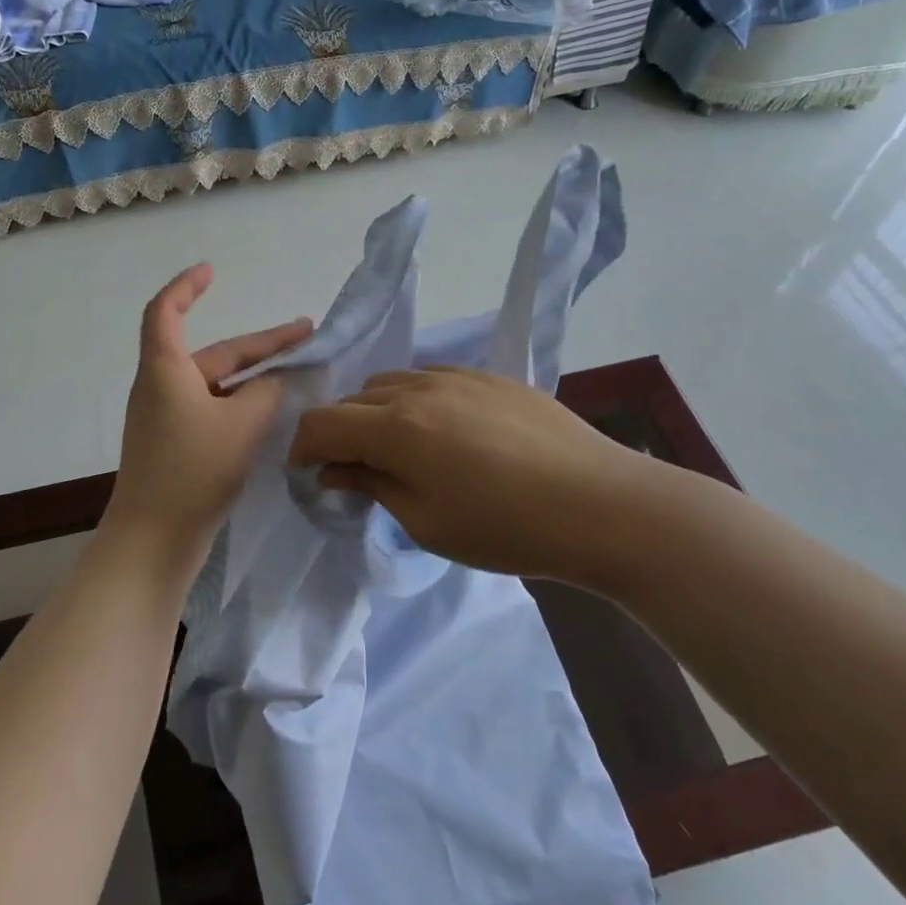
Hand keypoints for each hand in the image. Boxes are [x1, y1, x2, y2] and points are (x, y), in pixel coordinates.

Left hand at [106, 264, 311, 564]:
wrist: (154, 540)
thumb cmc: (192, 470)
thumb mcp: (242, 424)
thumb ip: (267, 393)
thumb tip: (275, 382)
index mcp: (166, 370)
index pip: (166, 311)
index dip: (187, 287)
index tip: (212, 272)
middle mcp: (162, 388)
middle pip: (213, 353)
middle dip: (260, 345)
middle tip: (307, 336)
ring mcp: (167, 420)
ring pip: (217, 384)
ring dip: (255, 377)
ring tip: (299, 374)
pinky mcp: (176, 447)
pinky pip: (213, 410)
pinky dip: (242, 404)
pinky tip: (272, 413)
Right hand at [288, 366, 658, 581]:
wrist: (602, 505)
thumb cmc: (507, 529)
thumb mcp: (426, 522)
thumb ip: (372, 485)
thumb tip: (334, 470)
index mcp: (397, 427)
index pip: (322, 422)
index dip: (303, 448)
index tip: (309, 474)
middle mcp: (419, 388)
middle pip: (354, 399)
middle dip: (341, 433)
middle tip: (355, 472)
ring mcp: (458, 375)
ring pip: (391, 383)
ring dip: (378, 413)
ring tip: (401, 450)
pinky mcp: (491, 376)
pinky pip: (431, 378)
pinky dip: (416, 401)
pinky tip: (444, 433)